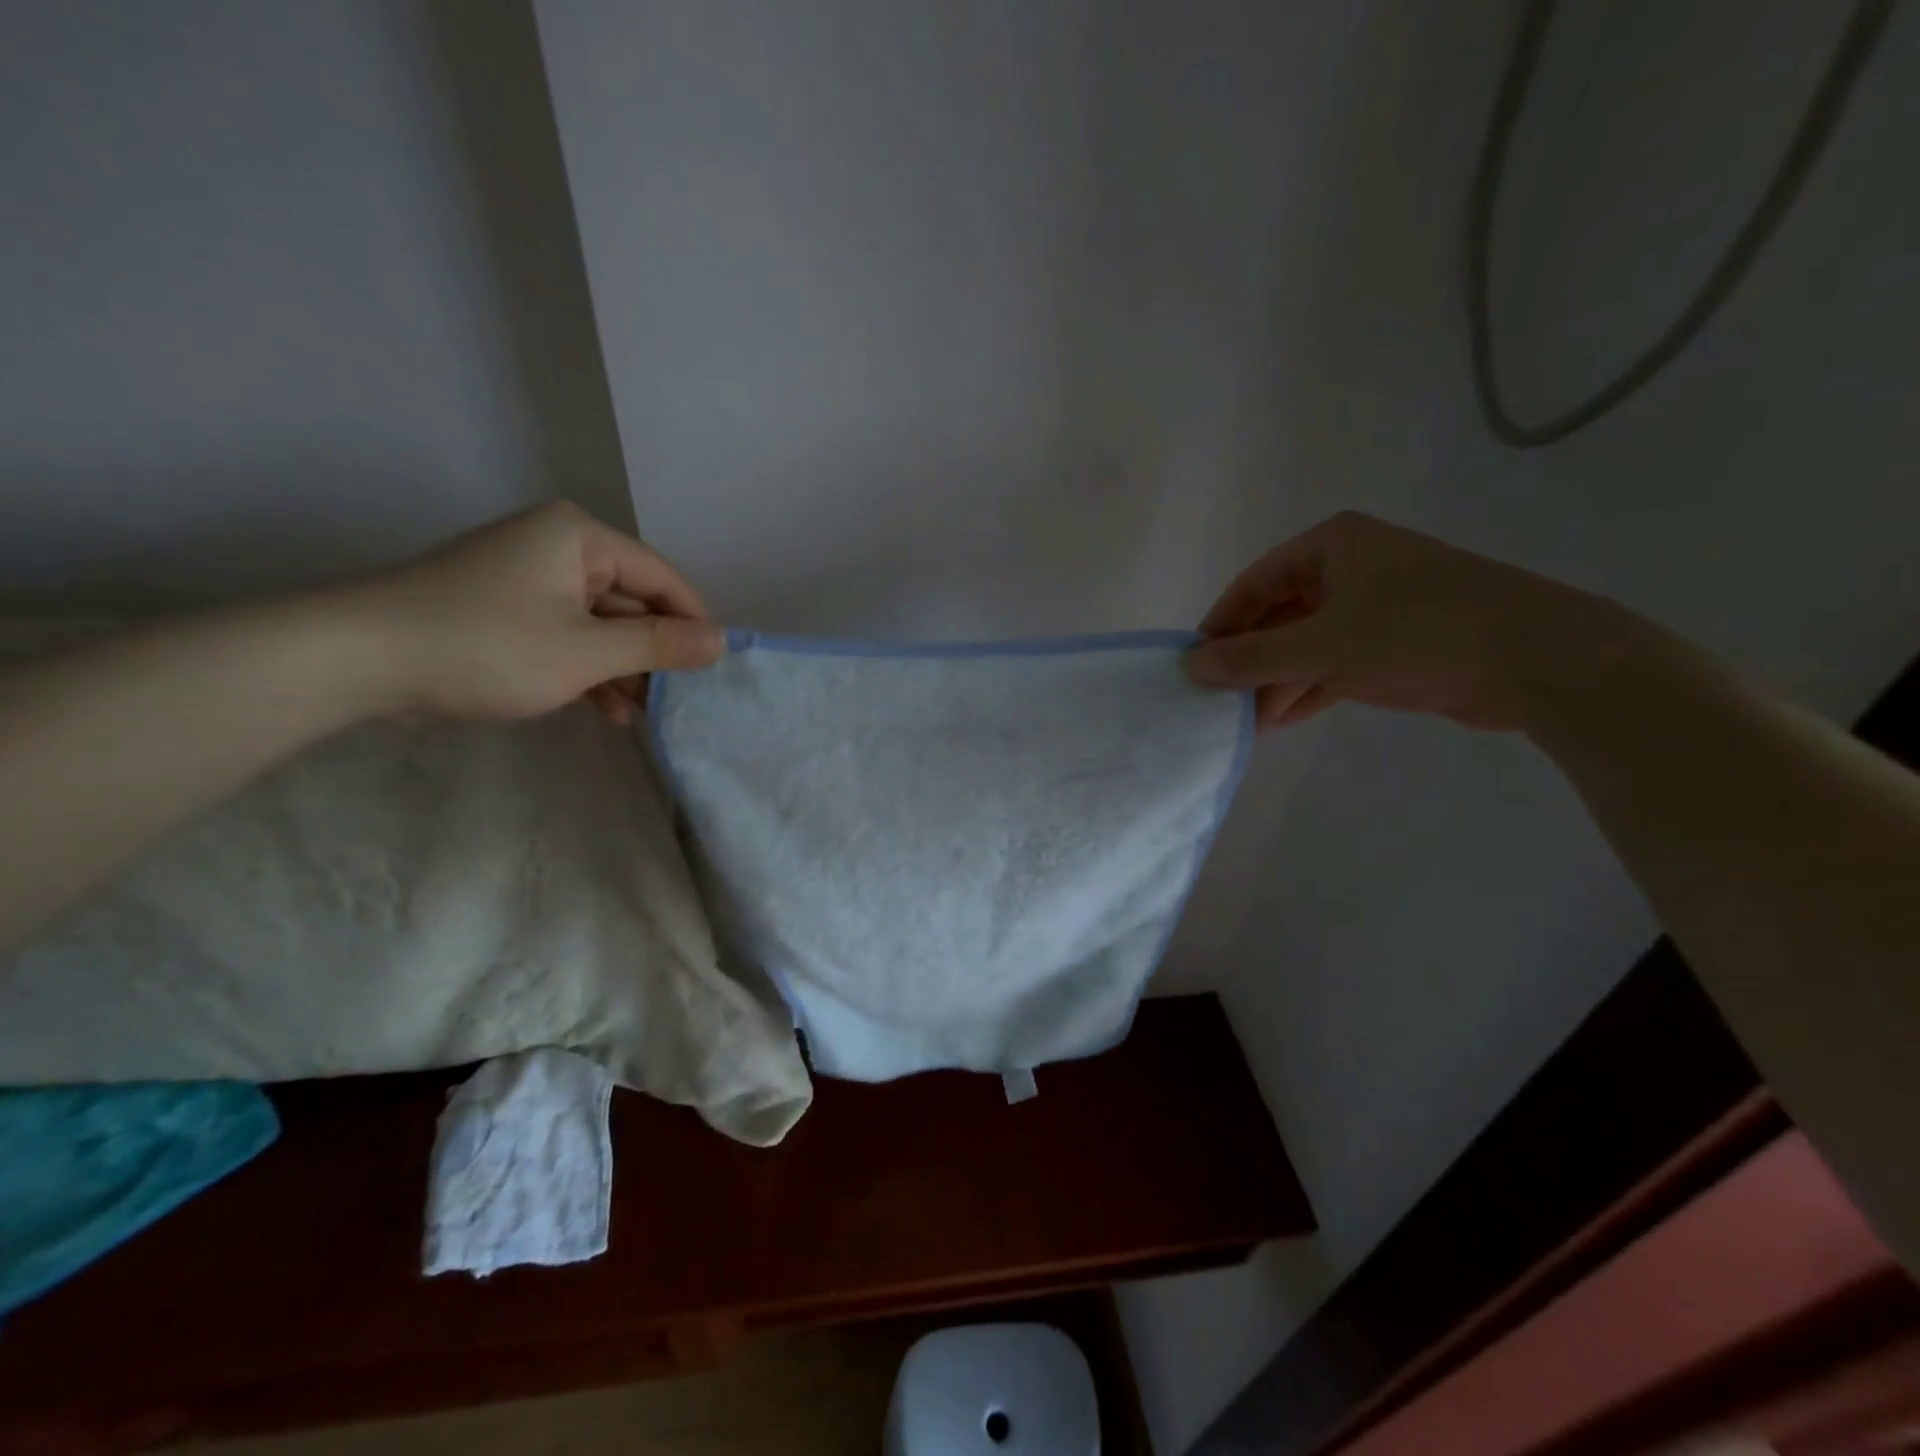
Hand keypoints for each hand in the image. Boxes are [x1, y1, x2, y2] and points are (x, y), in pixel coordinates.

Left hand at [353, 500, 724, 721]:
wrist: (357, 661)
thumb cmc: (486, 646)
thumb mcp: (586, 651)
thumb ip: (659, 645)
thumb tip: (722, 641)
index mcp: (580, 537)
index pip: (661, 577)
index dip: (693, 622)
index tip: (714, 668)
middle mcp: (559, 547)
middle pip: (631, 601)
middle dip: (654, 653)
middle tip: (678, 700)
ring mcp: (529, 579)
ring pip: (601, 624)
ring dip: (624, 669)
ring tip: (645, 714)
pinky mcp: (507, 610)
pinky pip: (568, 635)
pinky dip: (589, 670)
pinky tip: (608, 711)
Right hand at [1185, 511, 1614, 731]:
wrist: (1538, 660)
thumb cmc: (1419, 634)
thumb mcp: (1323, 646)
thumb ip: (1252, 657)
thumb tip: (1191, 667)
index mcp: (1331, 547)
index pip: (1253, 583)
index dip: (1219, 625)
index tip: (1193, 665)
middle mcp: (1349, 568)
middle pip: (1277, 614)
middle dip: (1247, 659)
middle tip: (1216, 700)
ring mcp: (1374, 606)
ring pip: (1305, 642)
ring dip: (1274, 680)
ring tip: (1242, 721)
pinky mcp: (1395, 642)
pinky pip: (1332, 662)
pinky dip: (1306, 688)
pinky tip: (1278, 720)